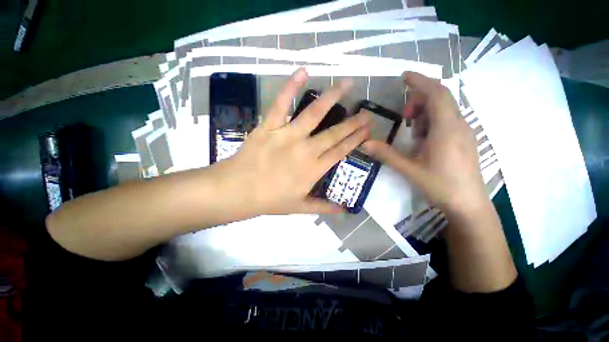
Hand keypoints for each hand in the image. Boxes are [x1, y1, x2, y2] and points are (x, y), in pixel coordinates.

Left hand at [220, 68, 369, 216]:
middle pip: (334, 133)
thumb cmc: (269, 200)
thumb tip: (344, 210)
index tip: (367, 130)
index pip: (340, 151)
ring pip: (314, 113)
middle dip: (353, 122)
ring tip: (347, 83)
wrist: (238, 191)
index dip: (355, 140)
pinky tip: (303, 71)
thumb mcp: (299, 208)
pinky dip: (291, 86)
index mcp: (313, 169)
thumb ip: (323, 207)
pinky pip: (281, 103)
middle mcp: (306, 150)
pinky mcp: (269, 126)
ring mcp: (287, 135)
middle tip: (366, 112)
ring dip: (332, 97)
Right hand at [362, 72, 486, 214]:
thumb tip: (364, 144)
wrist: (468, 204)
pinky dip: (432, 121)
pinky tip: (423, 139)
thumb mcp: (409, 168)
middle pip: (441, 98)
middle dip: (419, 99)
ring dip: (425, 112)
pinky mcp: (464, 139)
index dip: (420, 81)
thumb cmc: (439, 185)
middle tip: (403, 116)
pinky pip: (448, 120)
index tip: (404, 76)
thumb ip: (386, 154)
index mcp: (446, 128)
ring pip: (444, 109)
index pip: (436, 93)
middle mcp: (458, 124)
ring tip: (412, 131)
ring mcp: (464, 132)